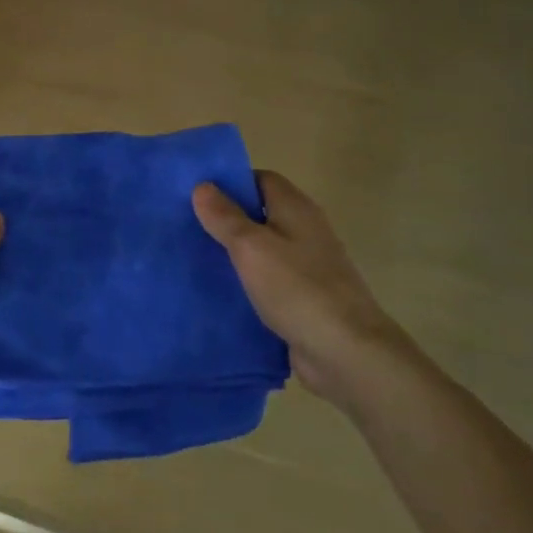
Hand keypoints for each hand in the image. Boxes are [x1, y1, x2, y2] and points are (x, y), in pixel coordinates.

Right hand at [193, 171, 409, 403]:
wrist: (346, 352)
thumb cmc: (297, 289)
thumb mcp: (252, 247)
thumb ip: (225, 217)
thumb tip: (203, 185)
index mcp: (296, 209)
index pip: (261, 180)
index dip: (230, 182)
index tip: (196, 193)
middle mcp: (304, 232)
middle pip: (261, 214)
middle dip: (225, 218)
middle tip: (185, 225)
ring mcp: (306, 267)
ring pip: (262, 250)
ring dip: (233, 253)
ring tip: (193, 256)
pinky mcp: (302, 299)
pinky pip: (267, 281)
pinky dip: (245, 282)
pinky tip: (218, 291)